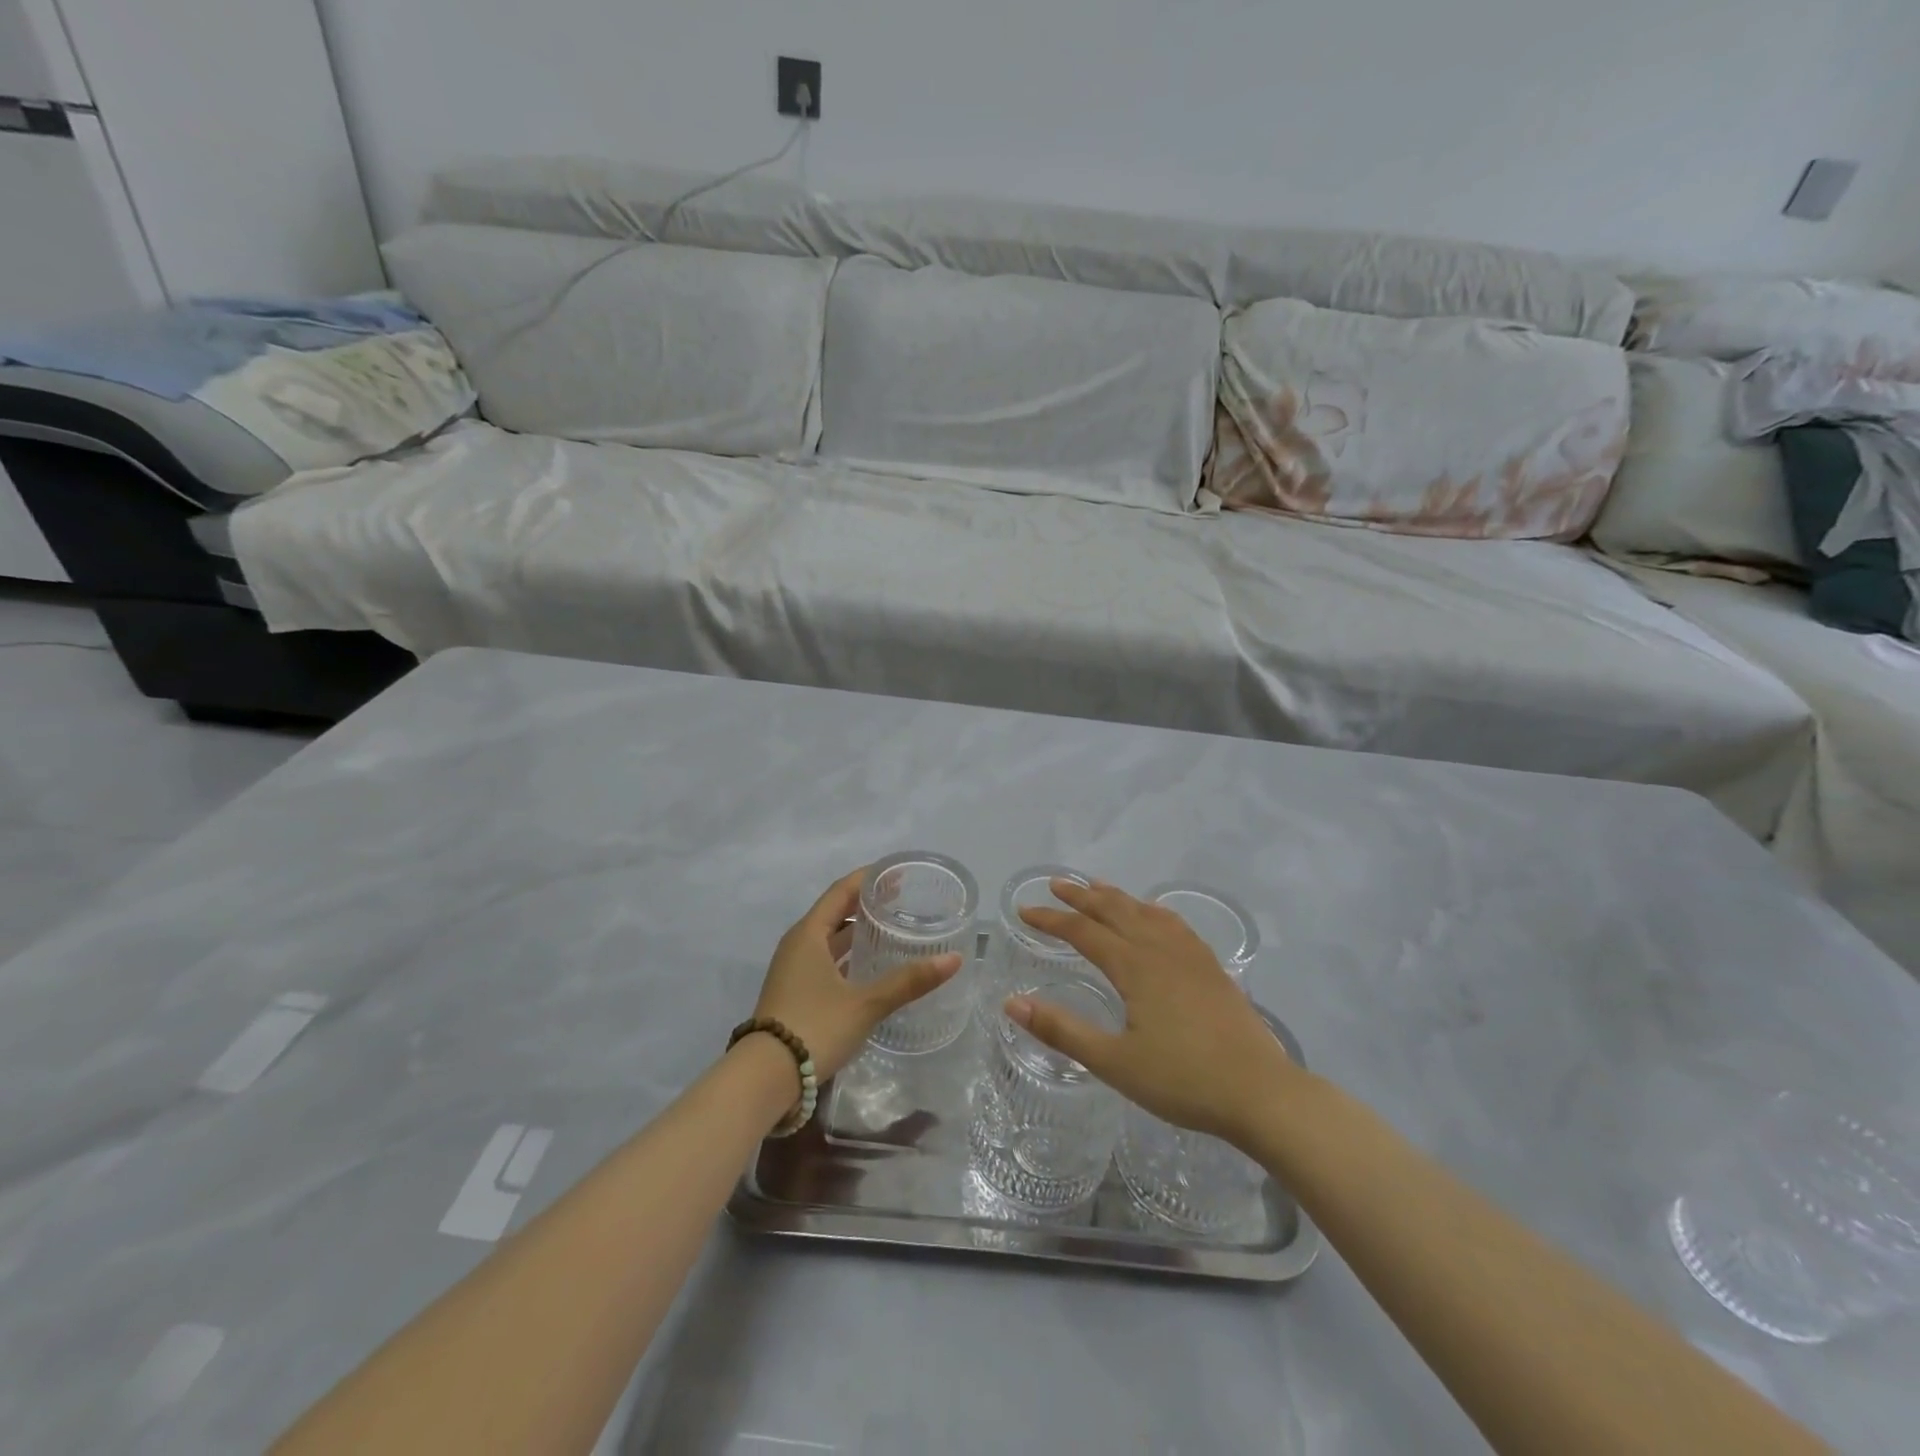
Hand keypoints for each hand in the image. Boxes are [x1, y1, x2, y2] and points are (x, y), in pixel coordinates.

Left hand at [753, 869, 962, 1083]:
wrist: (765, 1079)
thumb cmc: (814, 1027)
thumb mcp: (866, 1003)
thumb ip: (909, 981)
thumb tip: (955, 959)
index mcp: (809, 934)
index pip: (841, 892)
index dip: (867, 879)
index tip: (896, 872)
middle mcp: (798, 945)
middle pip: (834, 913)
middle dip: (865, 904)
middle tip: (901, 900)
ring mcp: (793, 970)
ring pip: (829, 939)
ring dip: (856, 932)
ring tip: (890, 929)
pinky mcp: (795, 993)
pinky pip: (825, 961)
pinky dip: (848, 956)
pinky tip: (870, 967)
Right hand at [1012, 880, 1299, 1148]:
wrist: (1260, 1092)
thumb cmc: (1182, 1080)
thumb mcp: (1114, 1062)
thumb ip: (1061, 1031)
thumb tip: (1012, 1002)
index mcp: (1134, 967)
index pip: (1083, 931)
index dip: (1052, 919)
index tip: (1024, 911)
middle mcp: (1160, 949)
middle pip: (1115, 910)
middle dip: (1083, 895)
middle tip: (1057, 883)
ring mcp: (1190, 955)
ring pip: (1146, 912)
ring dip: (1117, 897)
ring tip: (1098, 887)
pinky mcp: (1211, 968)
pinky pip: (1174, 923)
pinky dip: (1152, 910)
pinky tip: (1154, 916)